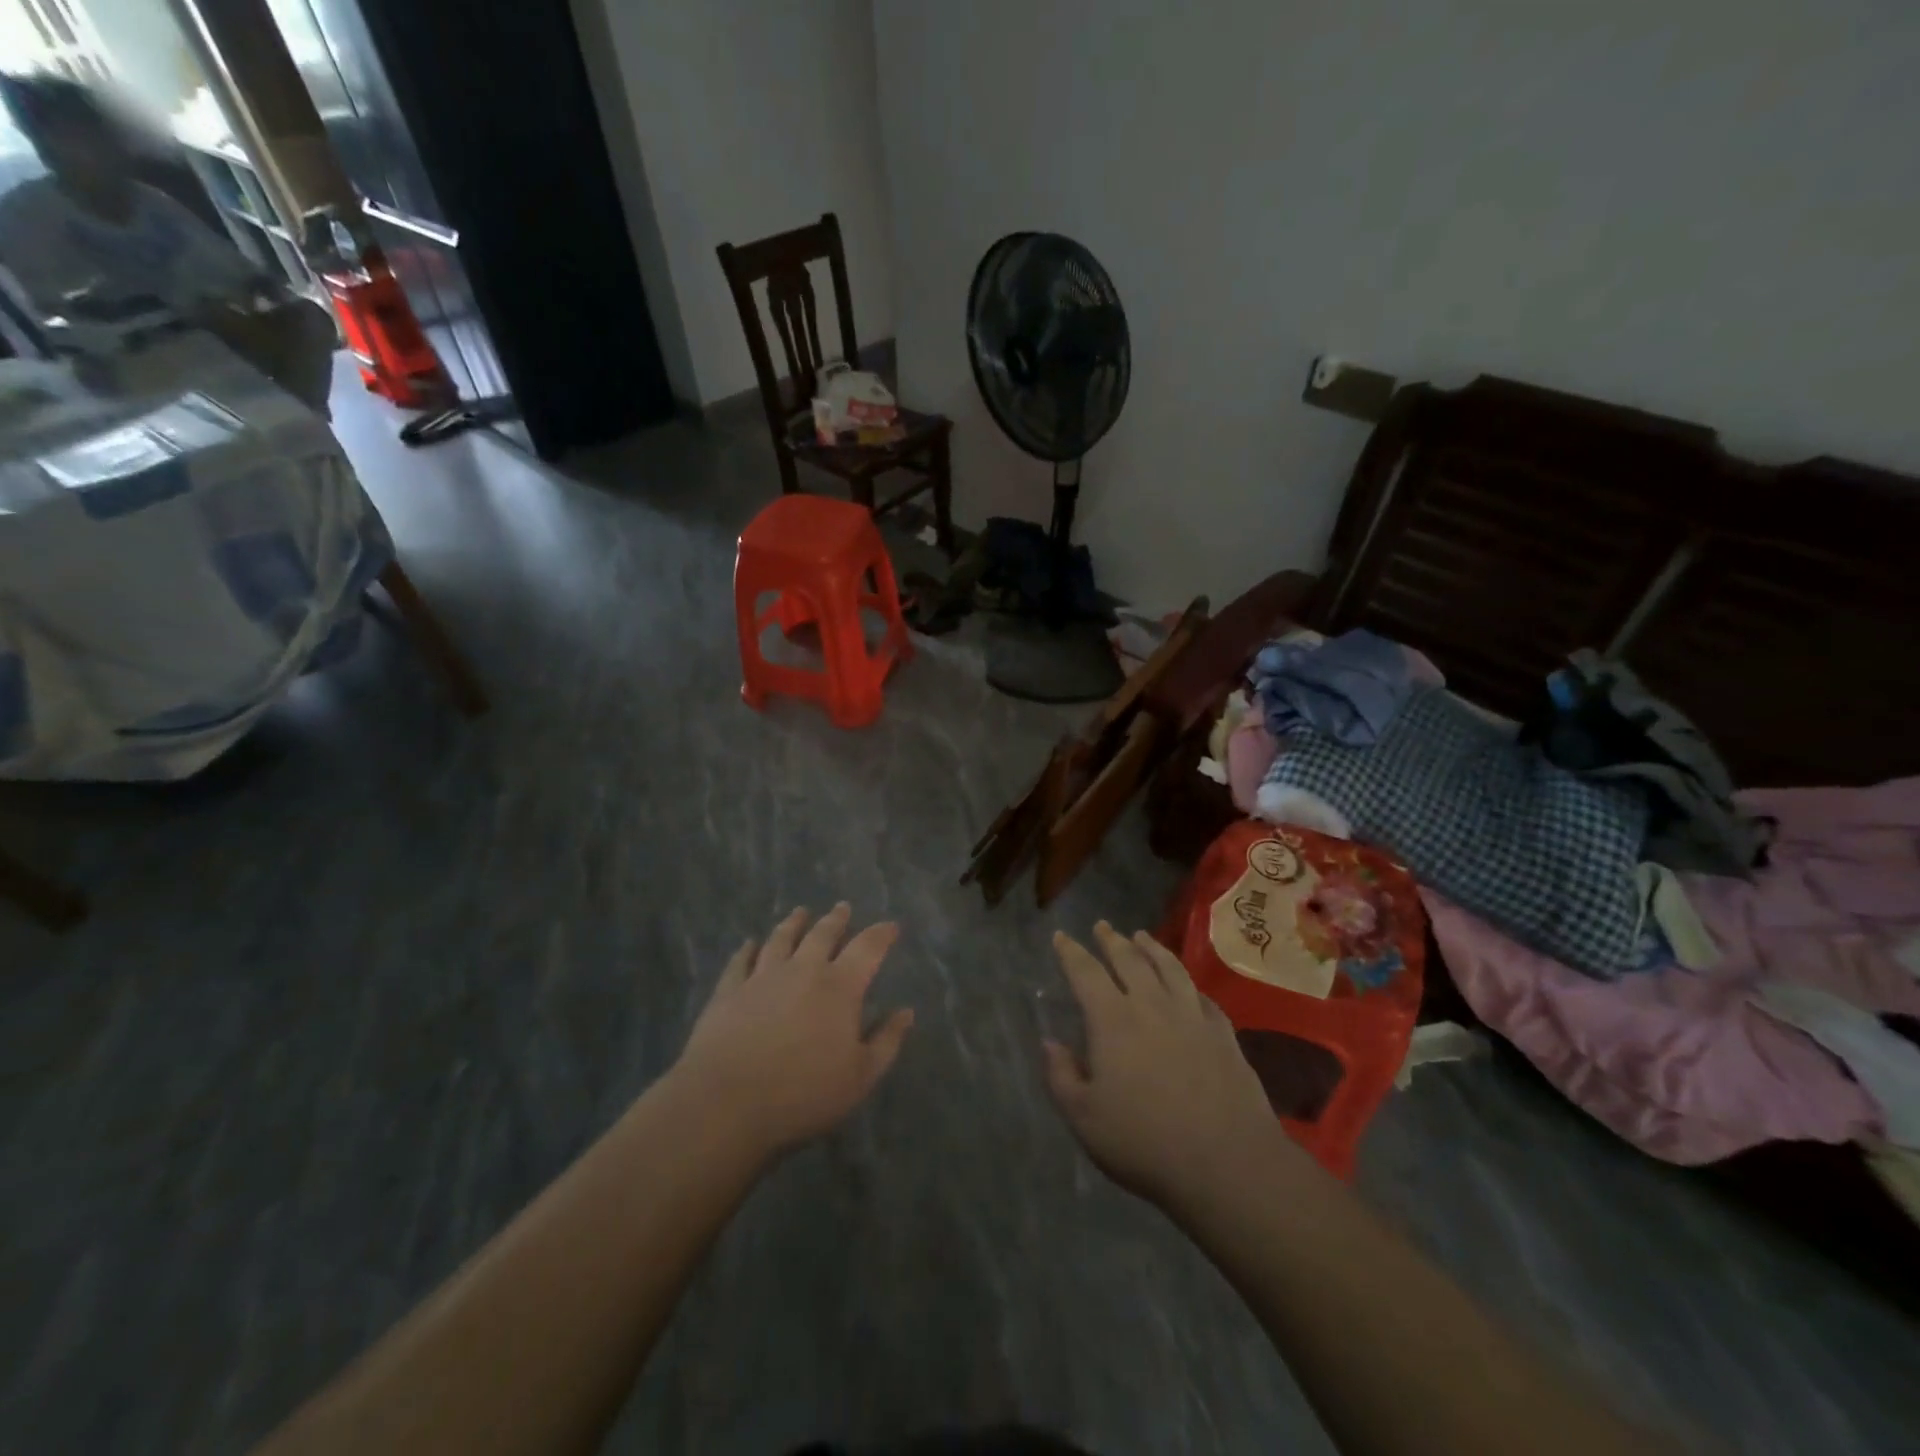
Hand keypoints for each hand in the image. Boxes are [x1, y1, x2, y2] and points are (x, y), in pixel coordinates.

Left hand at [674, 904, 913, 1157]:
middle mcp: (802, 970)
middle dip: (836, 919)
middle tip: (843, 907)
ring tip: (799, 912)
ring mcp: (762, 977)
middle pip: (822, 934)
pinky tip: (748, 943)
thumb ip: (886, 1041)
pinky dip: (747, 949)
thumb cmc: (803, 1093)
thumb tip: (906, 1012)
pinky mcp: (729, 990)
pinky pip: (740, 961)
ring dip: (793, 923)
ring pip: (781, 939)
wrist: (726, 1102)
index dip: (881, 934)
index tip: (890, 926)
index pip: (867, 948)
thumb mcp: (861, 1077)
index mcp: (840, 987)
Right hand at [1044, 922, 1287, 1212]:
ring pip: (1169, 968)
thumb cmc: (1145, 1141)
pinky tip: (1187, 984)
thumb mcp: (1084, 1118)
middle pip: (1129, 960)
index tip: (1061, 936)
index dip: (1071, 952)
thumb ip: (1061, 1076)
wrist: (1226, 1162)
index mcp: (1112, 1020)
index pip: (1086, 973)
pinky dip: (1188, 982)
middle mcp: (1151, 1005)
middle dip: (1111, 941)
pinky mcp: (1223, 1034)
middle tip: (1102, 927)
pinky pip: (1201, 995)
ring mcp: (1192, 1016)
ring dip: (1152, 948)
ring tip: (1142, 936)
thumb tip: (1050, 1042)